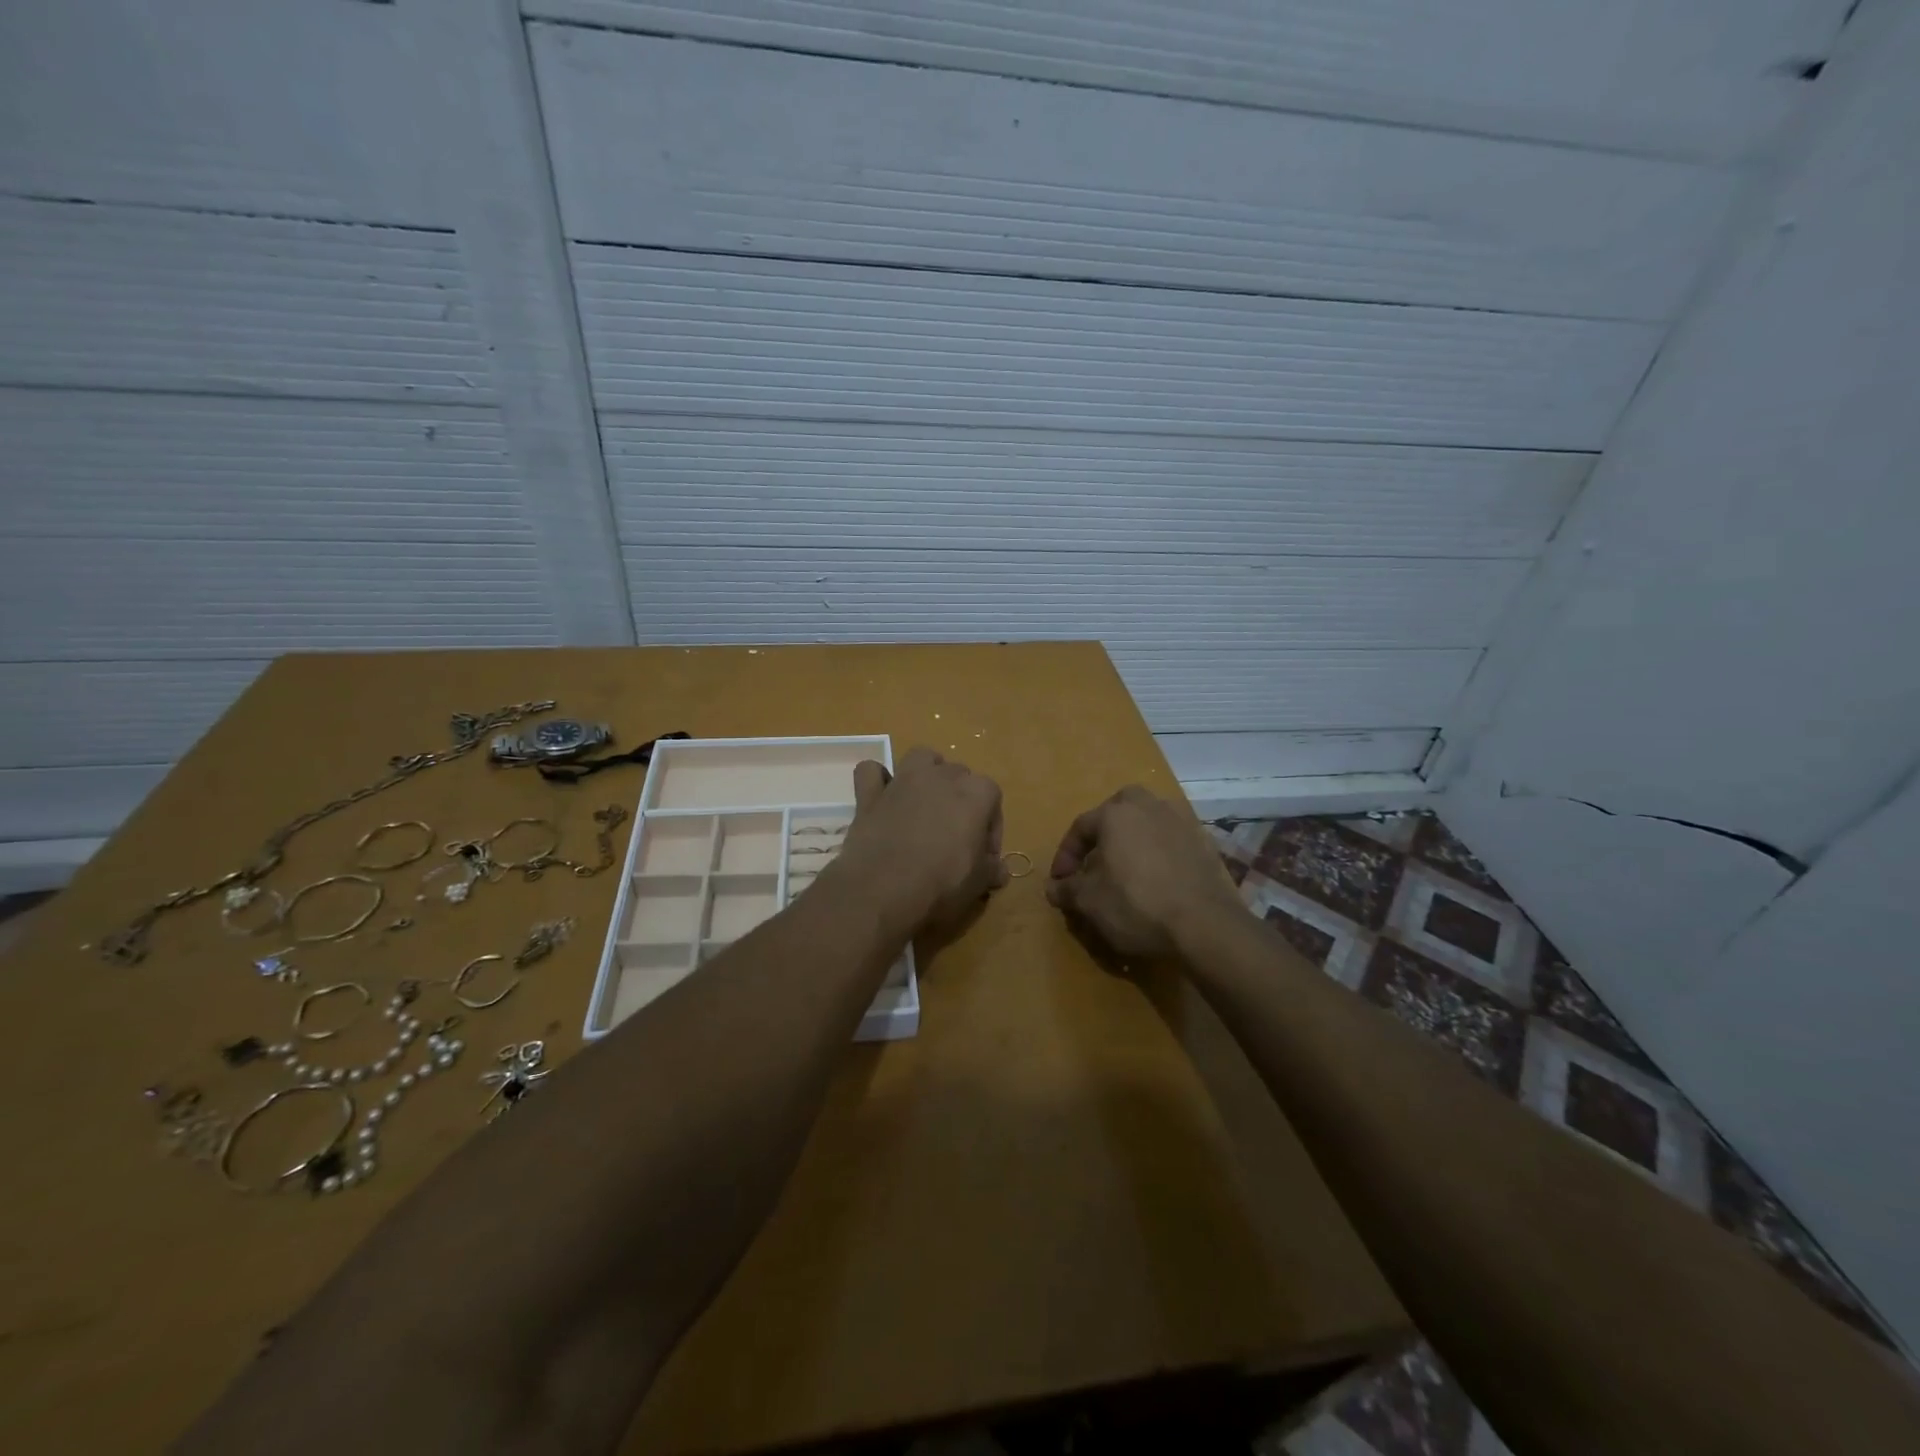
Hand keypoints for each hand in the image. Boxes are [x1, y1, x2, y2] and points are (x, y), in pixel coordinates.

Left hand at [833, 747, 1006, 939]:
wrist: (883, 889)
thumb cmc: (942, 883)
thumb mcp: (979, 883)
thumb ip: (992, 870)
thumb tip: (1000, 871)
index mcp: (975, 793)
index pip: (993, 796)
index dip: (991, 826)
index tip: (984, 854)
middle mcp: (941, 777)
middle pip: (959, 774)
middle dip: (960, 799)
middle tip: (955, 835)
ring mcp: (903, 781)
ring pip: (921, 757)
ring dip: (926, 772)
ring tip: (925, 802)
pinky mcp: (870, 794)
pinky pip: (871, 771)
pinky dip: (877, 780)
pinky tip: (882, 798)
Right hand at [1046, 786, 1245, 960]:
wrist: (1205, 924)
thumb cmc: (1136, 904)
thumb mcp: (1090, 902)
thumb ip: (1067, 890)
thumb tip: (1052, 887)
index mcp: (1116, 813)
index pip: (1080, 827)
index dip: (1065, 855)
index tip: (1060, 881)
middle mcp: (1149, 806)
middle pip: (1117, 811)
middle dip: (1102, 834)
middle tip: (1094, 862)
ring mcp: (1181, 821)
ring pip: (1147, 822)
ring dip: (1132, 840)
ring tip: (1126, 870)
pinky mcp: (1204, 842)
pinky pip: (1171, 840)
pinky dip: (1159, 853)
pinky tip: (1157, 879)